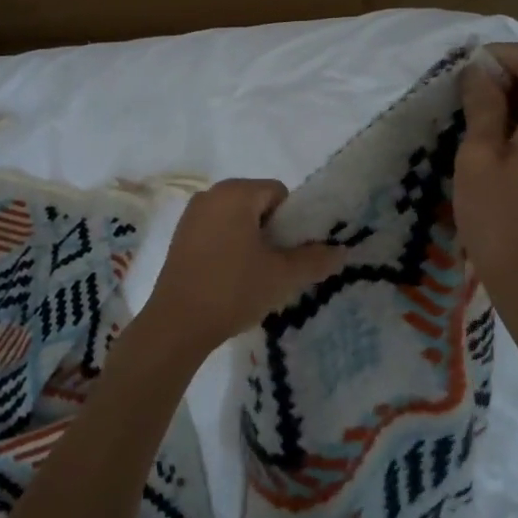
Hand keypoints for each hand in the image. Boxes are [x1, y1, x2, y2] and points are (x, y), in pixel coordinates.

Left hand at [134, 180, 343, 358]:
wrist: (177, 324)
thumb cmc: (233, 290)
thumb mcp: (282, 276)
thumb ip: (315, 260)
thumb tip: (341, 251)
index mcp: (235, 193)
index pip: (278, 193)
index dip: (292, 221)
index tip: (291, 252)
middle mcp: (210, 195)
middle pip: (256, 203)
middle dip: (272, 230)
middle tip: (277, 266)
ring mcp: (191, 215)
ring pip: (236, 218)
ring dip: (251, 240)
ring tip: (255, 275)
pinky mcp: (179, 237)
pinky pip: (216, 231)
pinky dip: (229, 246)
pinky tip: (231, 278)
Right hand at [456, 44, 517, 295]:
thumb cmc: (499, 217)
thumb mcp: (478, 157)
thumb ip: (482, 107)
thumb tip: (479, 71)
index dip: (500, 55)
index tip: (463, 70)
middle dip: (503, 75)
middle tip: (460, 94)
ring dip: (509, 98)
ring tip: (470, 116)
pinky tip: (492, 139)